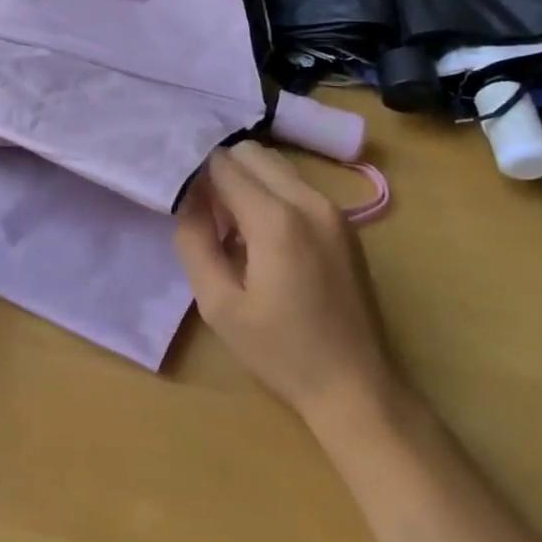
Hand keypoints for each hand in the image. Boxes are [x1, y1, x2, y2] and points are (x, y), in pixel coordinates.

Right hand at [174, 141, 400, 425]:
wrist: (357, 388)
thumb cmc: (281, 352)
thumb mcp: (218, 304)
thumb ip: (194, 241)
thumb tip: (188, 200)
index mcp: (275, 219)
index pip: (222, 163)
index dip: (196, 176)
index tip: (184, 202)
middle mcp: (307, 200)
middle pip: (250, 152)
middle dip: (221, 172)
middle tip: (207, 214)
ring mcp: (331, 209)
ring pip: (274, 165)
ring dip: (246, 181)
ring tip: (233, 227)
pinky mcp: (343, 223)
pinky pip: (295, 185)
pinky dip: (270, 194)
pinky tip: (263, 238)